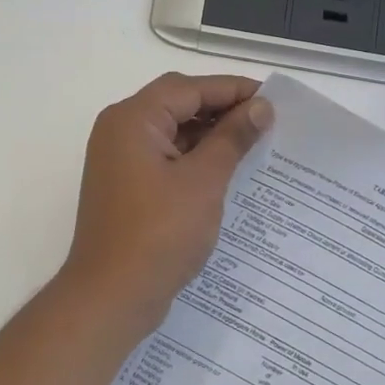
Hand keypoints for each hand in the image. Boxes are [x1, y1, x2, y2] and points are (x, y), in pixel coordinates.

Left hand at [60, 73, 274, 331]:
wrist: (111, 296)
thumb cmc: (159, 234)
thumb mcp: (203, 181)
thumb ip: (232, 138)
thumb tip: (260, 107)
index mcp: (133, 119)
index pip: (188, 88)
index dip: (232, 89)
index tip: (272, 99)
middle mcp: (120, 130)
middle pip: (177, 104)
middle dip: (221, 109)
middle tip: (265, 120)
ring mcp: (119, 159)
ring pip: (171, 131)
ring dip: (209, 134)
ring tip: (254, 144)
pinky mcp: (125, 185)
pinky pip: (164, 157)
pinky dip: (193, 157)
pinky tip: (227, 169)